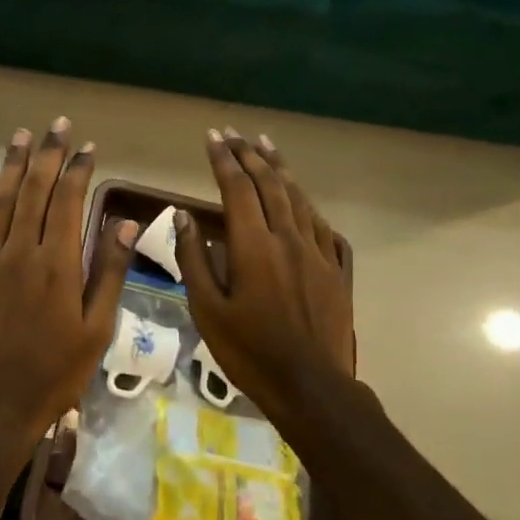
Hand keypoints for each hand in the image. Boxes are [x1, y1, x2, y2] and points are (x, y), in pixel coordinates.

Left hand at [0, 119, 136, 451]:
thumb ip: (109, 271)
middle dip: (45, 155)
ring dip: (11, 166)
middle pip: (32, 191)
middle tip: (55, 125)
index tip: (85, 147)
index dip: (76, 170)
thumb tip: (124, 220)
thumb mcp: (96, 329)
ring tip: (21, 137)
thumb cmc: (55, 373)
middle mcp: (18, 253)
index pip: (66, 201)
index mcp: (57, 264)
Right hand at [175, 129, 354, 422]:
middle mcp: (288, 238)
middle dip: (250, 154)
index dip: (224, 159)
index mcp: (254, 246)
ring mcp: (317, 252)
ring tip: (266, 145)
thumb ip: (194, 259)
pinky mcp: (336, 269)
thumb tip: (183, 216)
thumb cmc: (250, 351)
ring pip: (299, 198)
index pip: (237, 188)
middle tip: (234, 133)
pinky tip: (300, 196)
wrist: (312, 386)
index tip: (212, 136)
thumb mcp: (207, 310)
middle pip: (270, 184)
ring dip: (280, 168)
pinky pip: (320, 223)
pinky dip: (305, 201)